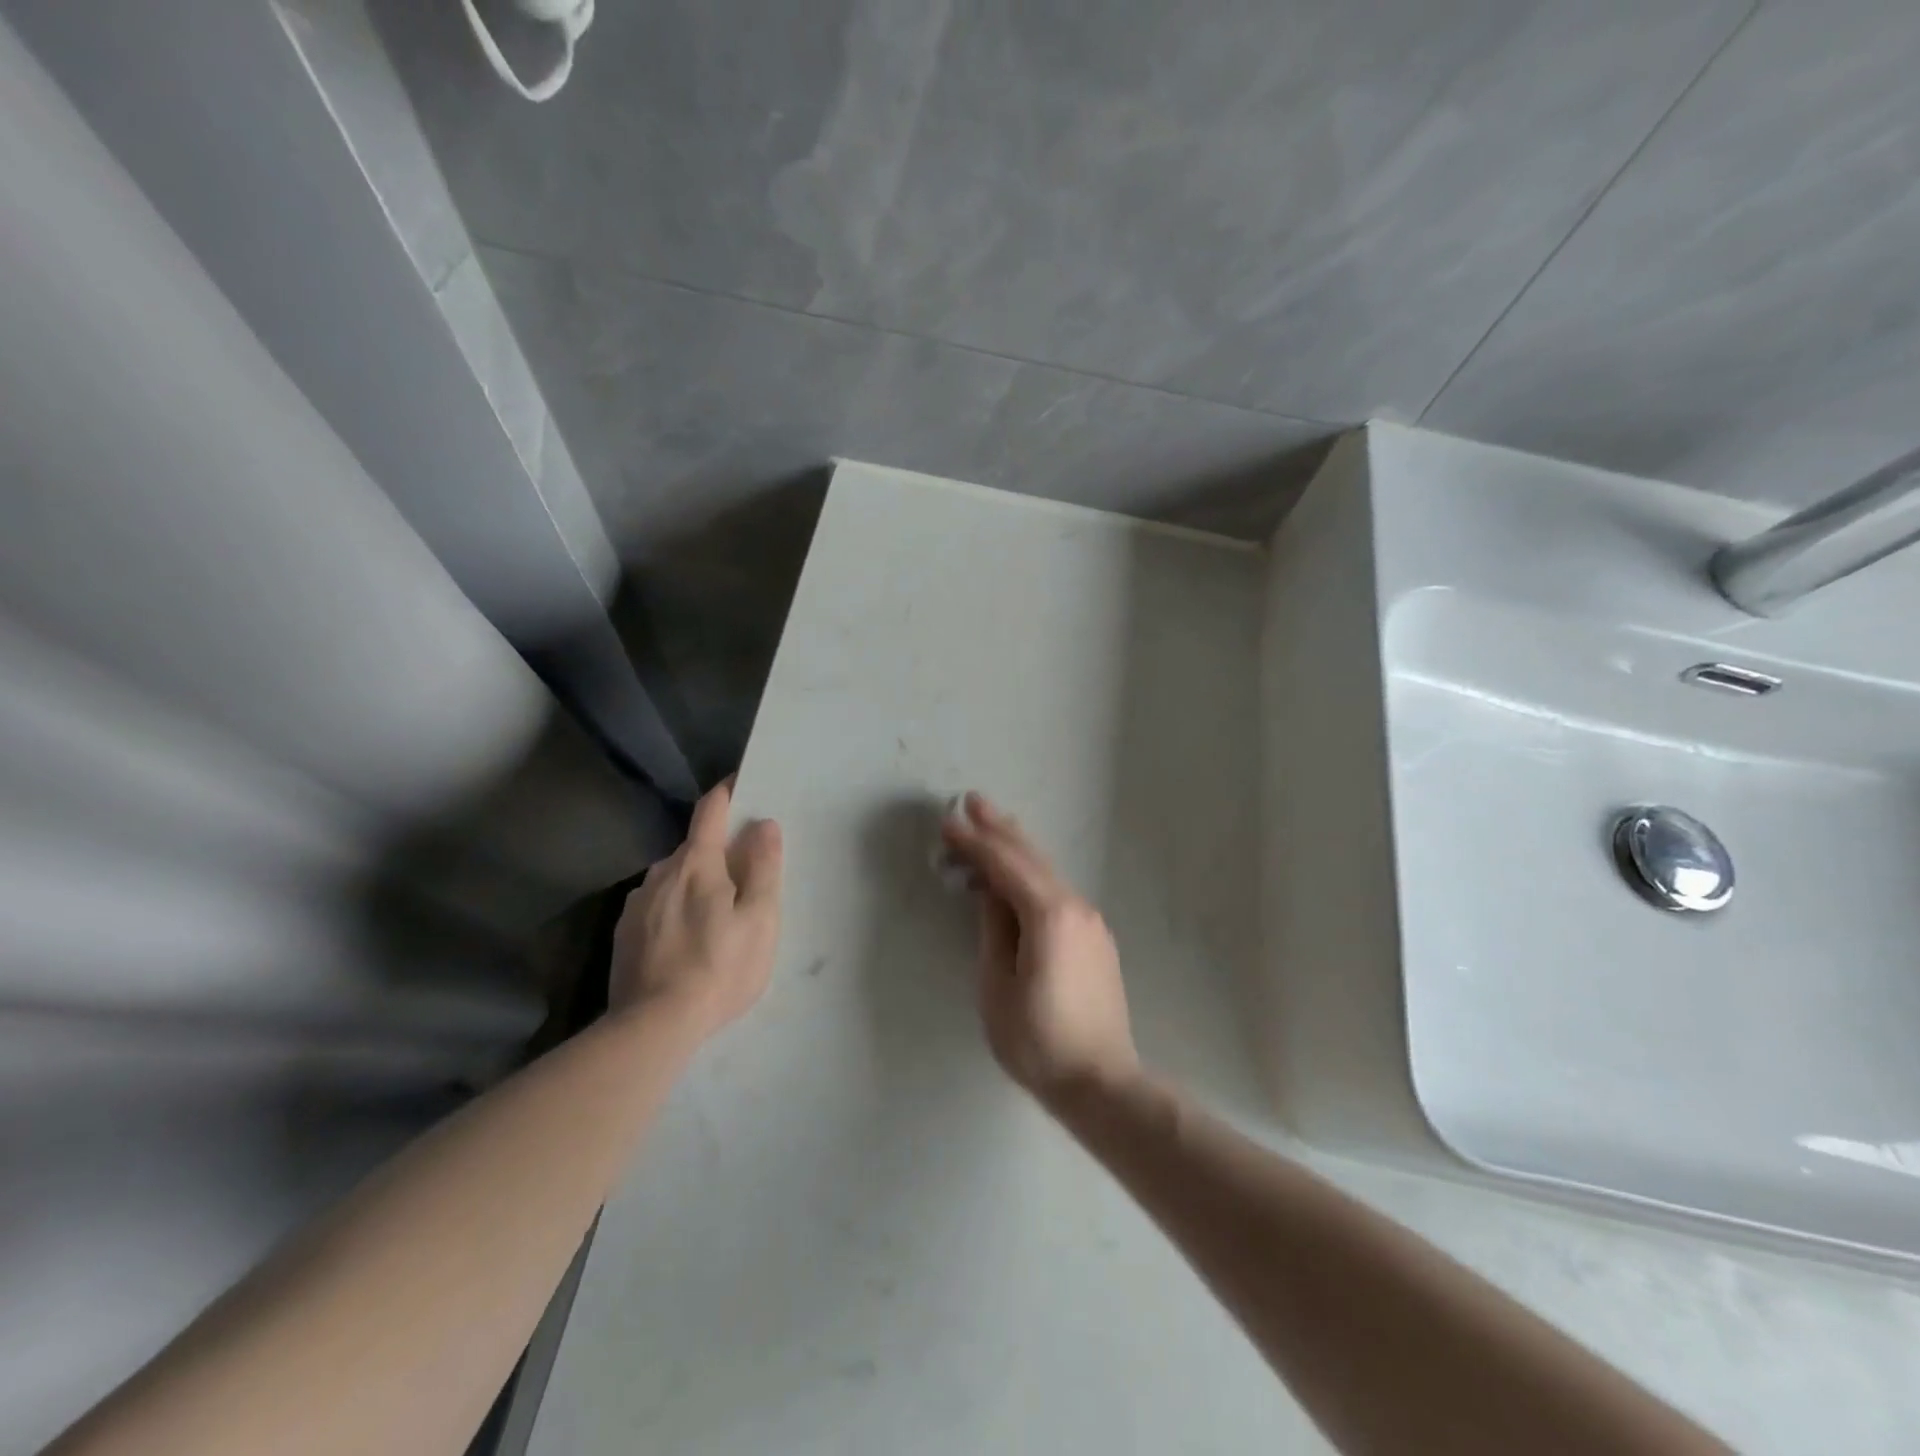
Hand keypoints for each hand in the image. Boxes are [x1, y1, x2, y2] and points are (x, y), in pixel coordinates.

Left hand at [610, 778, 782, 1042]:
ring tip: (714, 917)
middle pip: (693, 847)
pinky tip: (685, 942)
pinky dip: (674, 910)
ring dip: (694, 883)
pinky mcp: (623, 933)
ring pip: (673, 879)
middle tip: (742, 876)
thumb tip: (764, 824)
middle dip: (717, 851)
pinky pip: (656, 906)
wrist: (653, 1027)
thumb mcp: (760, 919)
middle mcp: (661, 873)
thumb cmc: (720, 968)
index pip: (711, 810)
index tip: (741, 784)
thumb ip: (764, 867)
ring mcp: (637, 903)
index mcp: (697, 863)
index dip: (727, 793)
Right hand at [940, 793, 1138, 1103]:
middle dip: (999, 828)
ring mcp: (1090, 921)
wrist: (1101, 1082)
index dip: (974, 842)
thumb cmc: (1039, 1041)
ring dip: (1016, 847)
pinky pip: (1057, 891)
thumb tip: (989, 893)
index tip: (947, 822)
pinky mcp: (1094, 938)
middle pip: (1031, 857)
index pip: (1005, 865)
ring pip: (1047, 871)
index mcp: (1049, 915)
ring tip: (991, 824)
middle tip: (971, 800)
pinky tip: (1019, 872)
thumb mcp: (998, 987)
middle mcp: (1075, 907)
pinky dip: (1032, 873)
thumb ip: (993, 930)